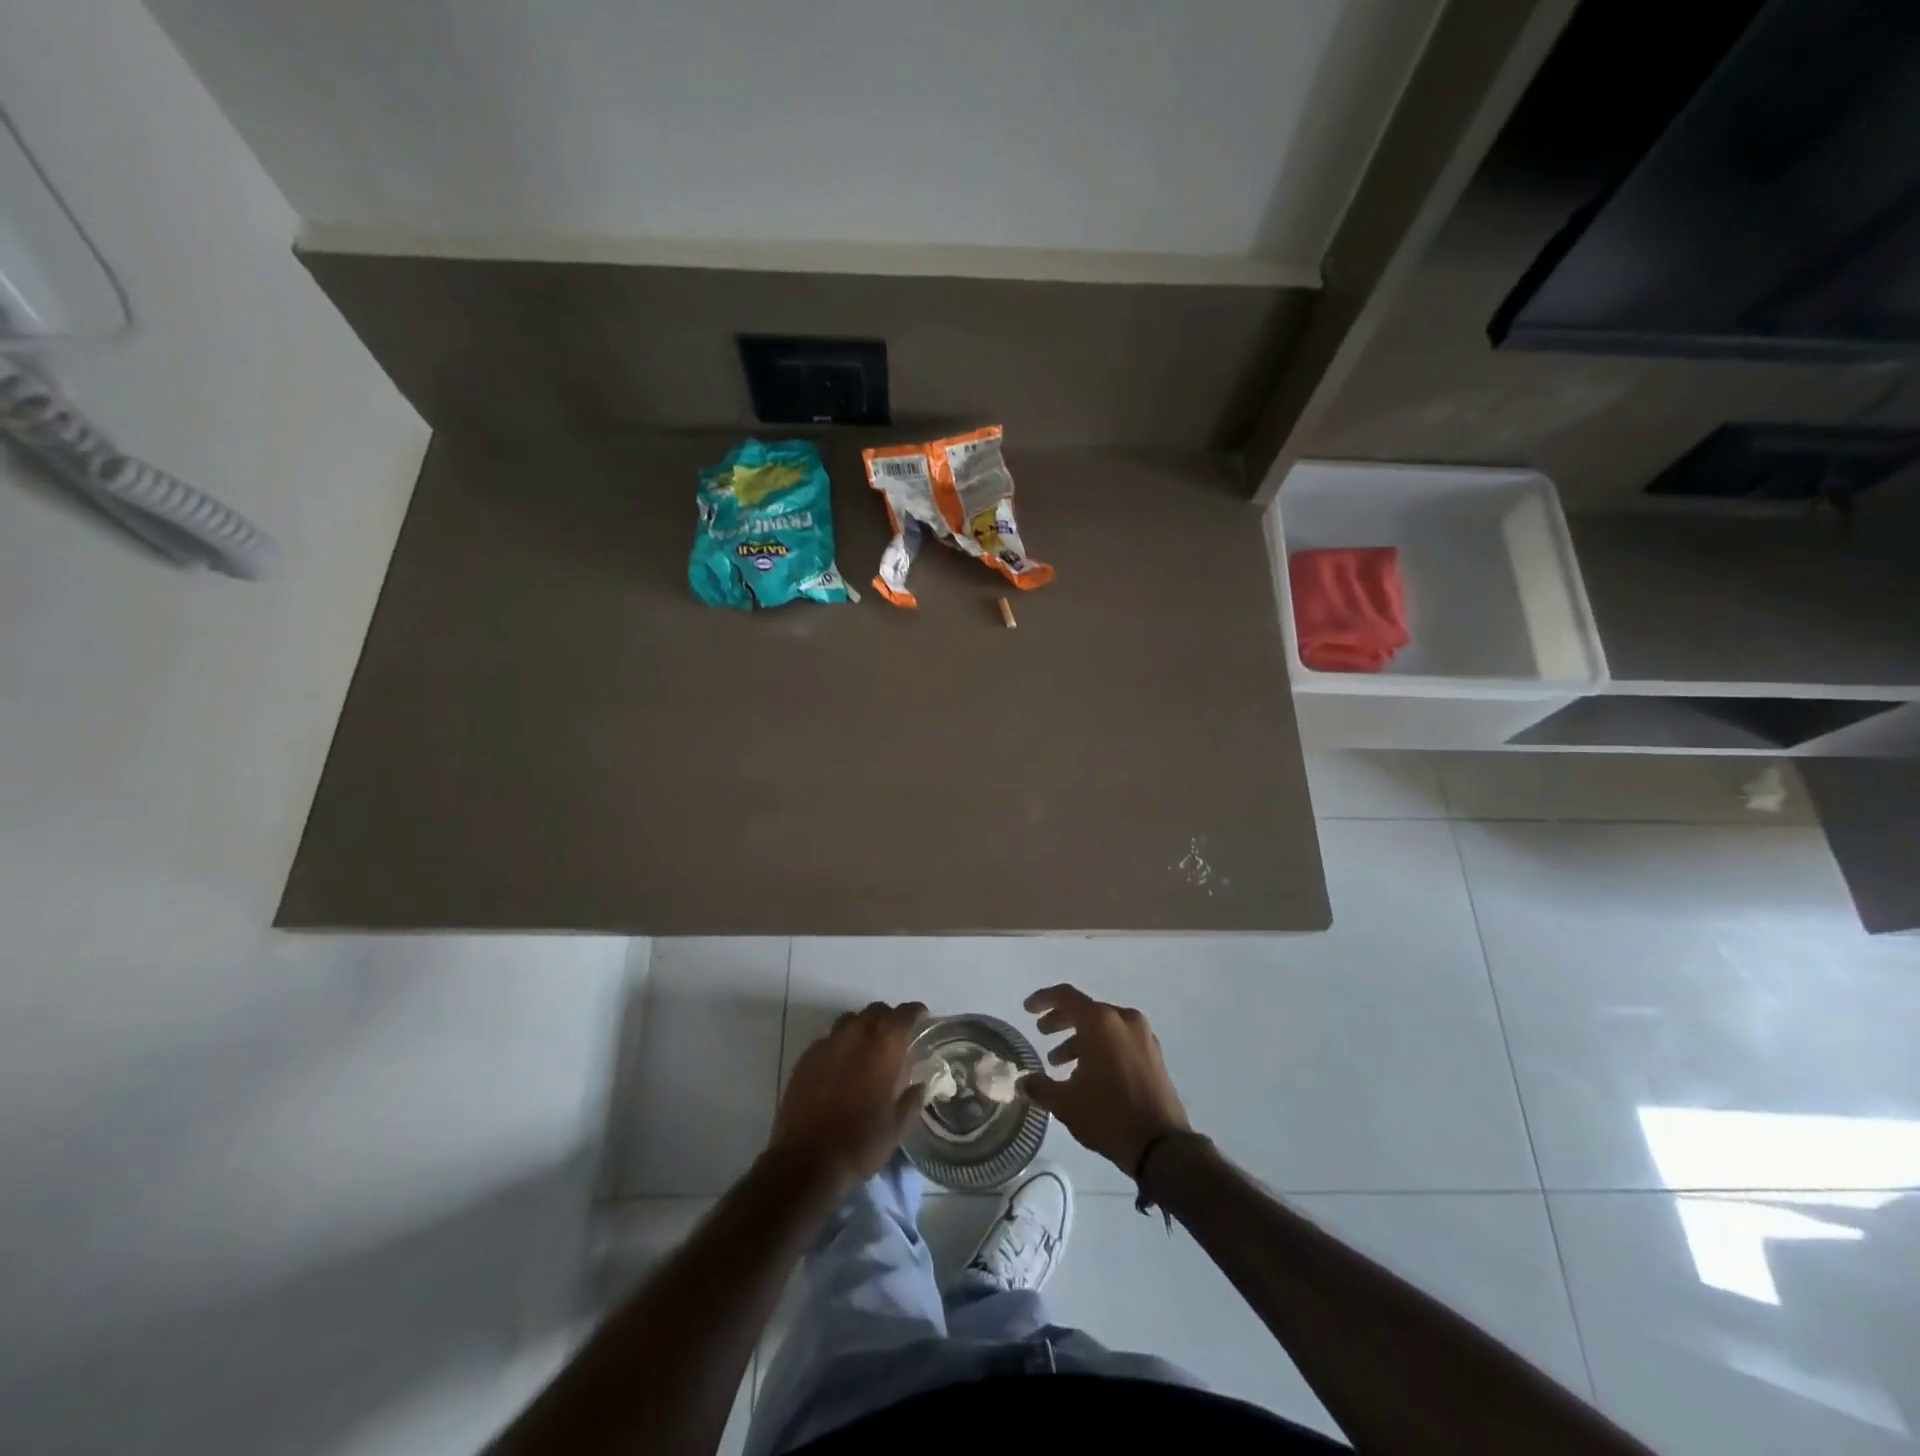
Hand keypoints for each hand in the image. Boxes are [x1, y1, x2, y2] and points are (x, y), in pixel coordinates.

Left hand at [768, 1001, 926, 1196]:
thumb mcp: (897, 1128)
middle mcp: (855, 1036)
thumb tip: (920, 1086)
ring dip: (862, 1026)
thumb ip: (912, 1100)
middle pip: (875, 1010)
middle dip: (888, 1017)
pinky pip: (828, 1039)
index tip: (922, 1017)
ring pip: (849, 1020)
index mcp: (883, 1048)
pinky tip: (840, 1064)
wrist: (806, 1162)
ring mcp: (827, 1044)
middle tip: (895, 1035)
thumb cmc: (859, 1144)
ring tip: (867, 1046)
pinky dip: (840, 1043)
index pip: (903, 1015)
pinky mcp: (806, 1058)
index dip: (915, 1012)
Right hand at [1020, 984, 1191, 1174]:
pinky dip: (1101, 1047)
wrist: (1161, 1145)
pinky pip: (1121, 1039)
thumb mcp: (1065, 1103)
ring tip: (1060, 1062)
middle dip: (1061, 1020)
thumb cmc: (1108, 1115)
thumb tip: (1023, 1081)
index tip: (1028, 1010)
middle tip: (1042, 1033)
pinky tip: (1089, 1073)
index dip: (1043, 999)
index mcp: (1100, 1022)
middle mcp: (1123, 1020)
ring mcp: (1143, 1036)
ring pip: (1104, 1026)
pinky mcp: (1154, 1055)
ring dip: (1080, 1038)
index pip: (1066, 996)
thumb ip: (1040, 1087)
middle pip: (1086, 1009)